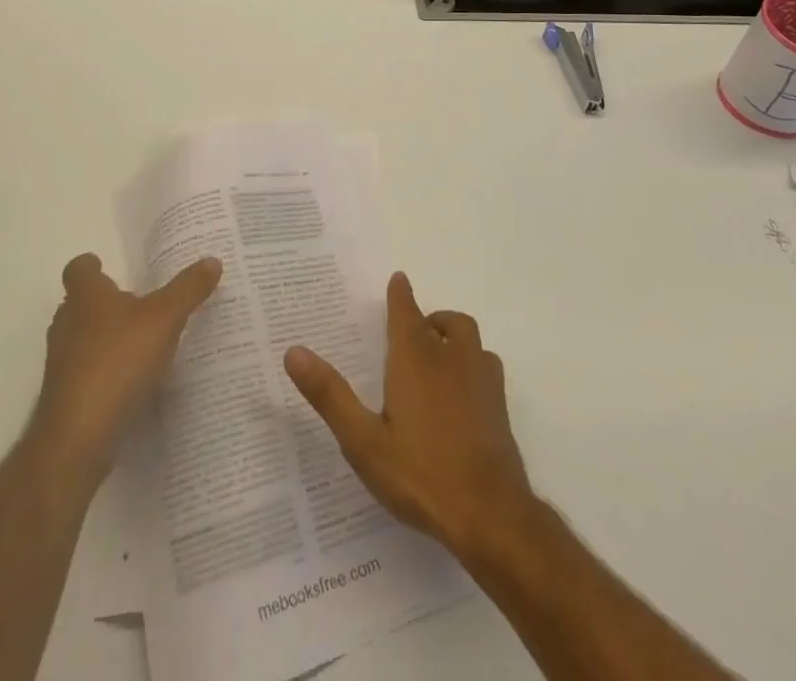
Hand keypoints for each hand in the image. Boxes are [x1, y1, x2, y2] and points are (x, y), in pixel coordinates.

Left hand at [34, 252, 222, 479]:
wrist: (79, 435)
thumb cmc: (119, 360)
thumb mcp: (164, 318)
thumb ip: (188, 289)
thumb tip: (212, 260)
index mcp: (86, 296)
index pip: (78, 268)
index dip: (92, 266)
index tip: (108, 267)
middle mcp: (67, 323)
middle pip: (80, 304)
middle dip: (104, 303)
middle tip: (138, 304)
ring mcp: (62, 362)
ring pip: (82, 339)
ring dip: (105, 339)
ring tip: (141, 343)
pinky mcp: (66, 397)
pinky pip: (86, 373)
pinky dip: (105, 372)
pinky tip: (132, 383)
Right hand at [284, 273, 533, 559]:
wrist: (491, 516)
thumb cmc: (420, 474)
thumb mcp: (363, 440)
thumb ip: (330, 395)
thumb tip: (294, 352)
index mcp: (416, 358)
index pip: (407, 311)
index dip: (400, 294)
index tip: (397, 280)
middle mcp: (452, 358)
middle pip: (448, 321)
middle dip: (430, 319)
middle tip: (413, 334)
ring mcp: (483, 382)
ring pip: (472, 343)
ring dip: (455, 341)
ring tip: (438, 361)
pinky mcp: (501, 409)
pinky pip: (487, 370)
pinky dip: (473, 369)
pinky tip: (462, 398)